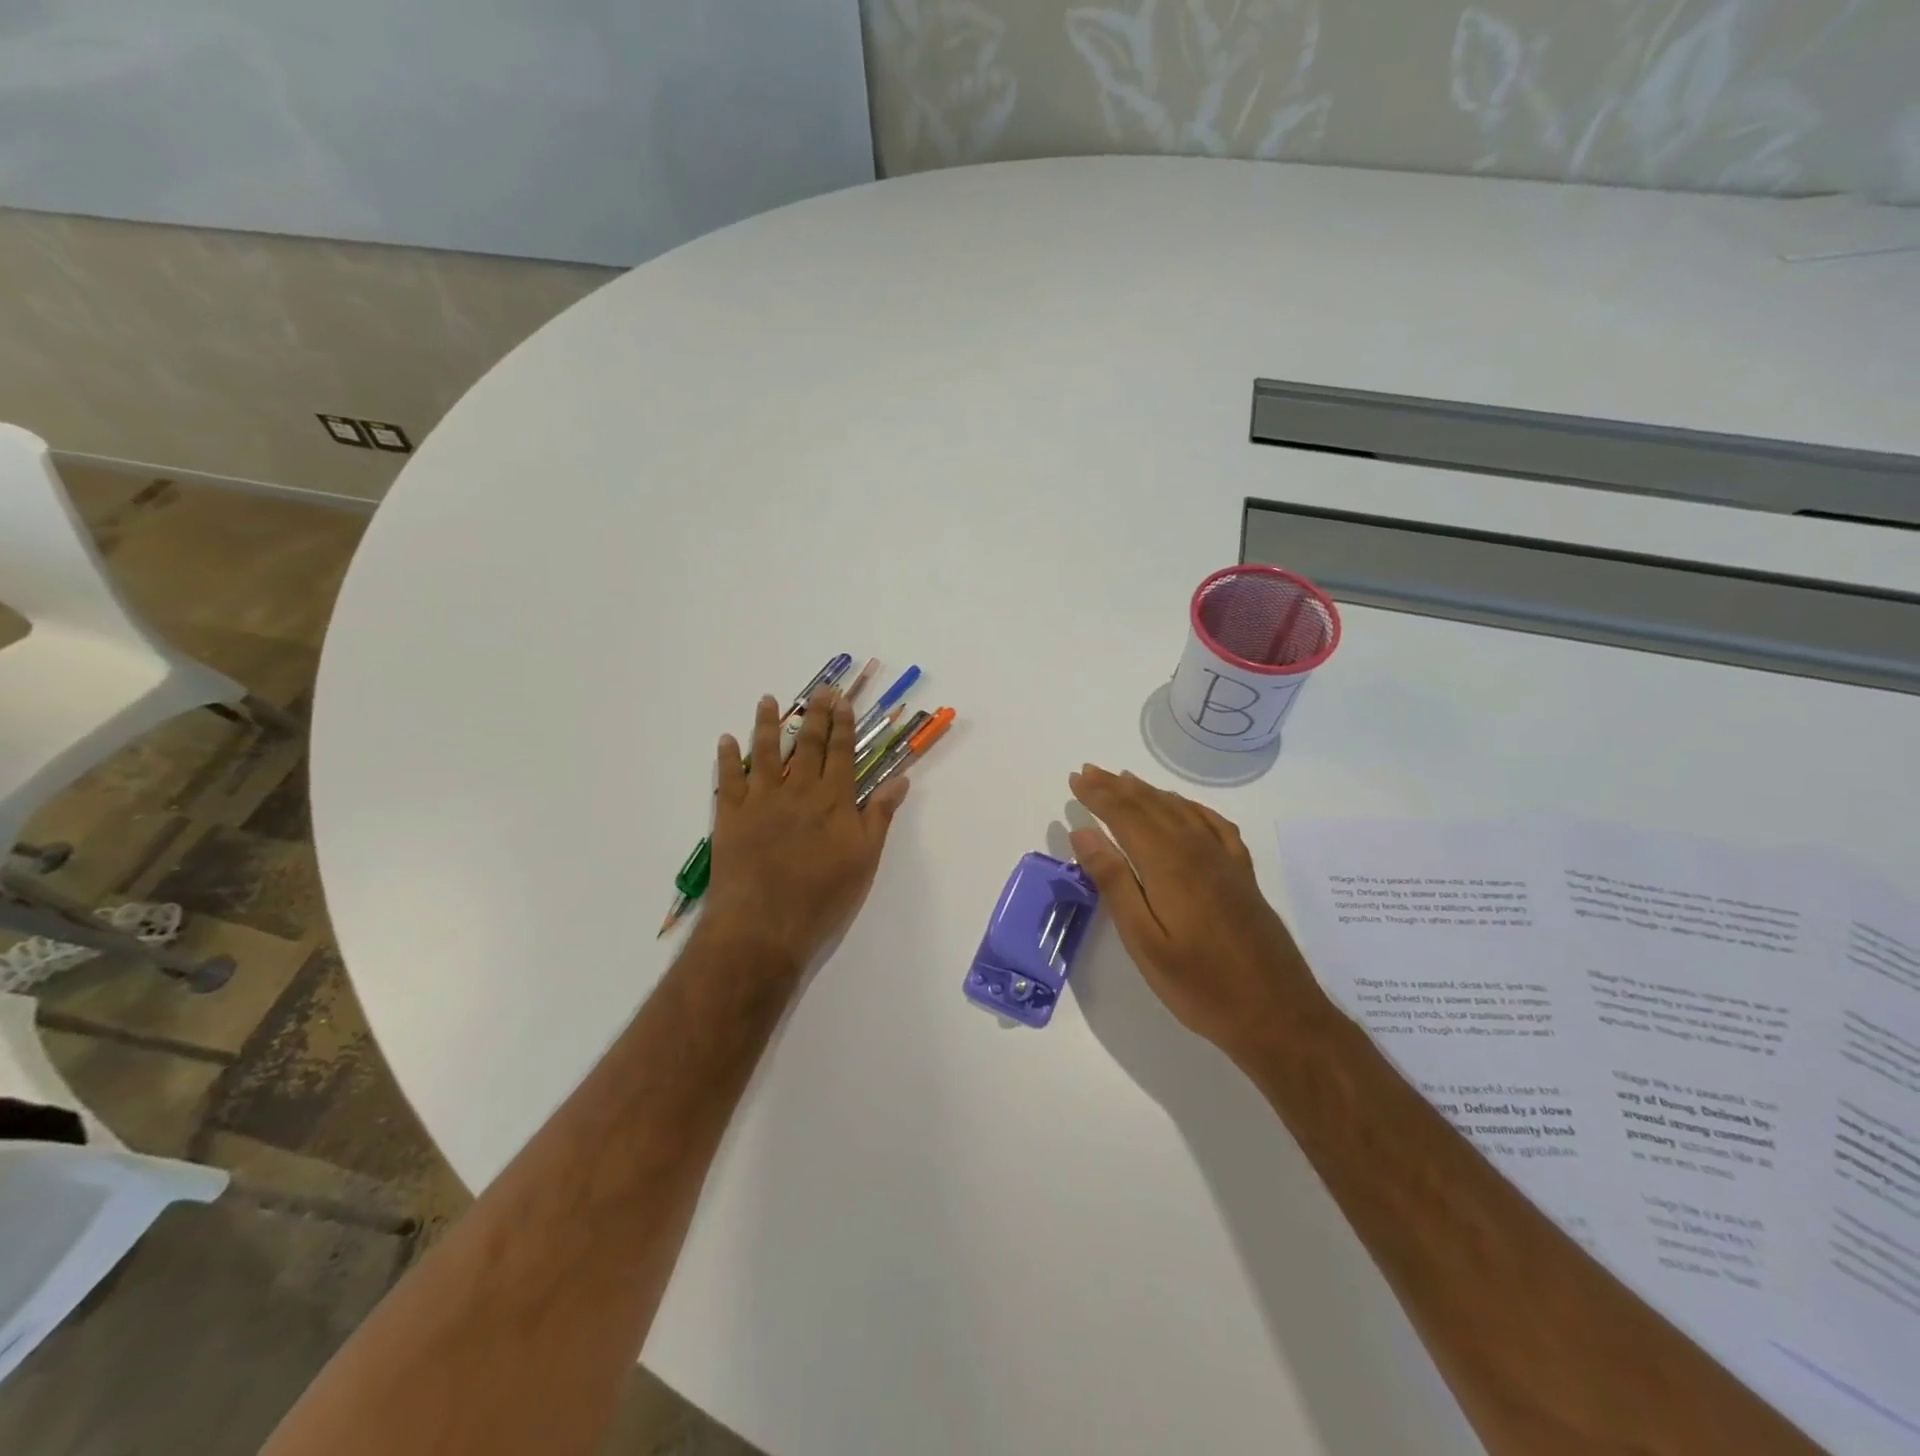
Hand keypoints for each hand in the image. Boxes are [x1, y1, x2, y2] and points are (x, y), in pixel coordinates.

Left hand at [704, 689, 908, 972]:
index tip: (842, 701)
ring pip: (766, 753)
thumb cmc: (823, 898)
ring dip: (767, 724)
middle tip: (818, 689)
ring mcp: (762, 801)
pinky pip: (728, 780)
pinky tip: (726, 740)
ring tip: (767, 700)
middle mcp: (799, 791)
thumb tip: (900, 779)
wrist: (765, 925)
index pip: (842, 754)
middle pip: (808, 745)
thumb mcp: (865, 860)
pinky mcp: (731, 816)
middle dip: (815, 715)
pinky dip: (726, 758)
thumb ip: (879, 816)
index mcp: (834, 801)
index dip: (843, 725)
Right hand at [1067, 764, 1317, 1062]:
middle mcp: (1197, 850)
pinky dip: (1191, 807)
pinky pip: (1214, 825)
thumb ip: (1114, 882)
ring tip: (1125, 780)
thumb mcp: (1144, 941)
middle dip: (1117, 786)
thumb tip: (1084, 832)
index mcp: (1168, 864)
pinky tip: (1184, 808)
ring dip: (1149, 792)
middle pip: (1151, 805)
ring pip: (1181, 810)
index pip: (1125, 815)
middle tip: (1090, 771)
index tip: (1075, 779)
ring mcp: (1225, 860)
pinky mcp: (1243, 874)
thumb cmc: (1200, 985)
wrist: (1278, 1014)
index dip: (1098, 795)